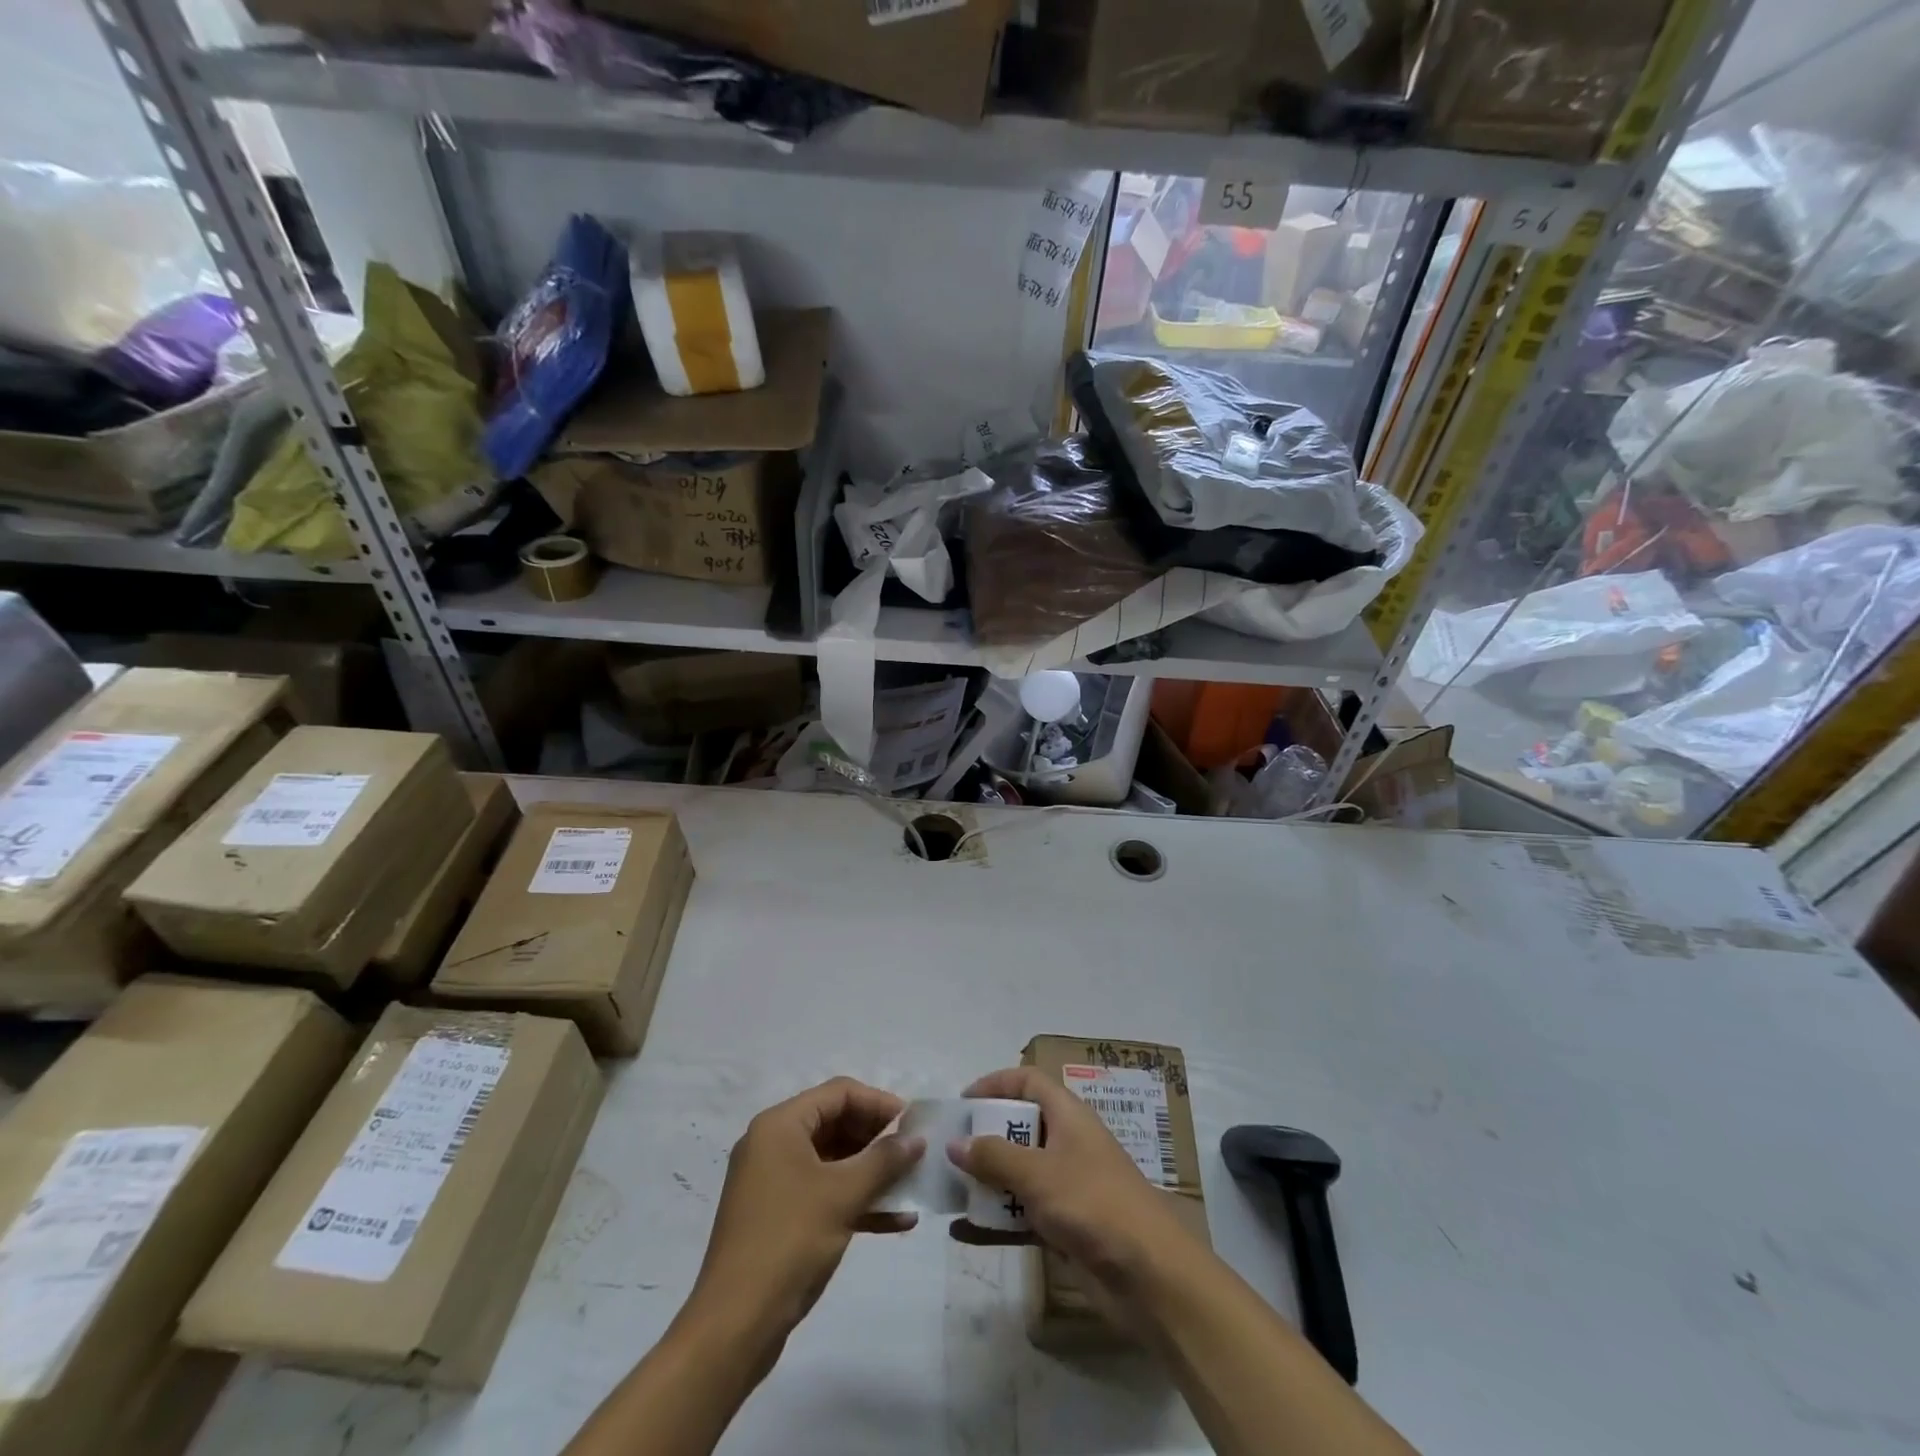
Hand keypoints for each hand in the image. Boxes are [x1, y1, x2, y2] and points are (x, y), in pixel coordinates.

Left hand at [687, 1077, 923, 1348]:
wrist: (734, 1327)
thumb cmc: (789, 1242)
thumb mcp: (843, 1195)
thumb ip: (884, 1160)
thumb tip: (917, 1137)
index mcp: (780, 1125)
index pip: (839, 1093)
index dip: (879, 1103)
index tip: (914, 1124)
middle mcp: (773, 1144)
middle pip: (836, 1123)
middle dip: (878, 1138)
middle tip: (915, 1154)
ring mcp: (774, 1182)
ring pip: (833, 1161)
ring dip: (872, 1172)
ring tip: (912, 1185)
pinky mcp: (778, 1217)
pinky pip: (824, 1193)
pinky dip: (856, 1201)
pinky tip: (897, 1220)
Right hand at [948, 1067, 1192, 1291]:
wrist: (1150, 1275)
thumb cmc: (1093, 1203)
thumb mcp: (1038, 1174)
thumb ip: (994, 1156)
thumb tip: (954, 1142)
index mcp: (1068, 1116)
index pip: (1029, 1082)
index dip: (996, 1084)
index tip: (962, 1103)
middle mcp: (1067, 1144)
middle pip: (1020, 1128)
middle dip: (984, 1137)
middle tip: (949, 1151)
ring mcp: (1067, 1187)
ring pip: (1018, 1174)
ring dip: (985, 1182)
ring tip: (948, 1191)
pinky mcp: (1065, 1227)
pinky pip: (1021, 1215)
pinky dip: (995, 1221)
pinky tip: (963, 1233)